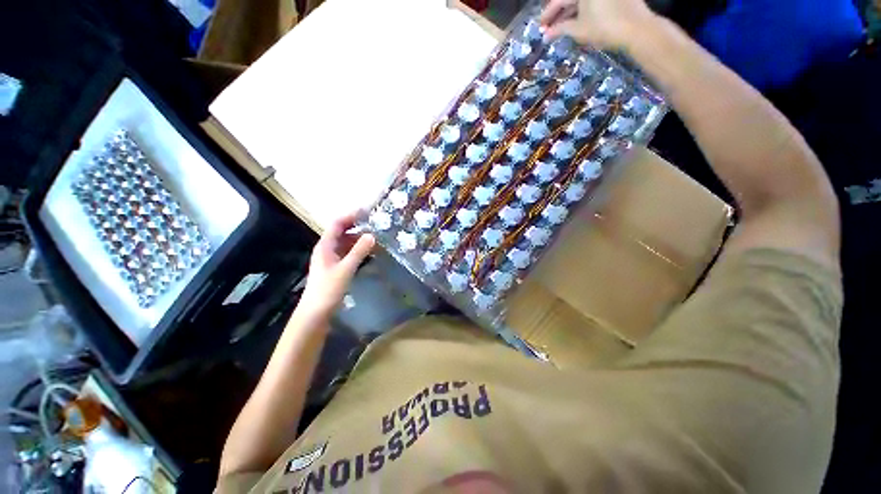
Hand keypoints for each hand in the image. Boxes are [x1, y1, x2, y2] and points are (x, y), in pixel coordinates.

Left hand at [300, 212, 375, 315]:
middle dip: (357, 226)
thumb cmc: (328, 289)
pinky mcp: (335, 267)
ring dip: (359, 239)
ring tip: (376, 238)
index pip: (337, 224)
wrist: (316, 312)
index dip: (350, 216)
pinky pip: (348, 253)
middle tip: (375, 225)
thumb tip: (372, 235)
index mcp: (325, 246)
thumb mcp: (346, 269)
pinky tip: (369, 252)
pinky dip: (358, 250)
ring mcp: (331, 258)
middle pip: (342, 232)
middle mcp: (327, 249)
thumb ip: (359, 252)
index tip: (366, 212)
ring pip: (346, 243)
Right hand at [540, 0, 656, 49]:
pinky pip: (593, 2)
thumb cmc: (604, 27)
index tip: (540, 27)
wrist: (637, 28)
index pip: (559, 0)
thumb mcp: (578, 30)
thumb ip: (560, 30)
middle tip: (548, 29)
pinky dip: (583, 11)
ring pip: (582, 1)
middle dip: (559, 14)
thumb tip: (547, 35)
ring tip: (561, 28)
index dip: (548, 14)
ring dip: (570, 13)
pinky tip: (576, 22)